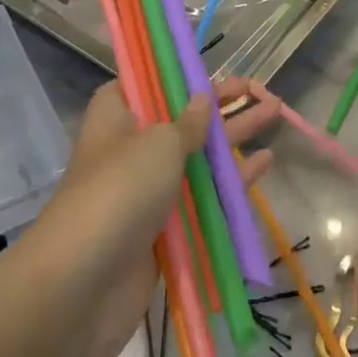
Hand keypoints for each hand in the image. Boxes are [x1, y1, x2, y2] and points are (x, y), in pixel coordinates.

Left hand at [21, 78, 281, 356]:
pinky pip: (202, 196)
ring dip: (233, 137)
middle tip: (262, 89)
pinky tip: (264, 164)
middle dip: (222, 104)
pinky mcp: (163, 229)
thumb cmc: (119, 191)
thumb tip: (202, 100)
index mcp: (117, 114)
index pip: (147, 81)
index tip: (211, 67)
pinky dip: (231, 180)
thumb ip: (188, 122)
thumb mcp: (159, 143)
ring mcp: (147, 189)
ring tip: (275, 114)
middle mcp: (130, 146)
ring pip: (197, 156)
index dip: (179, 72)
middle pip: (181, 117)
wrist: (82, 288)